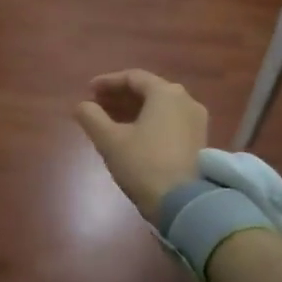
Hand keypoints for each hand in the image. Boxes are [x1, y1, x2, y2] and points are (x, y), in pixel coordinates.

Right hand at [74, 70, 208, 220]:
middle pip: (149, 91)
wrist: (183, 203)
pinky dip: (149, 122)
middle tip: (97, 104)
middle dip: (120, 96)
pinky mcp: (199, 141)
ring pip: (160, 107)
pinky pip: (170, 121)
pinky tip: (132, 135)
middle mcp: (186, 101)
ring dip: (134, 110)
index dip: (108, 82)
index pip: (133, 77)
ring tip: (110, 120)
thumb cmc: (144, 165)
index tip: (88, 91)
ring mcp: (196, 121)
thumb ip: (92, 117)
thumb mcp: (110, 140)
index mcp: (166, 93)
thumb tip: (82, 105)